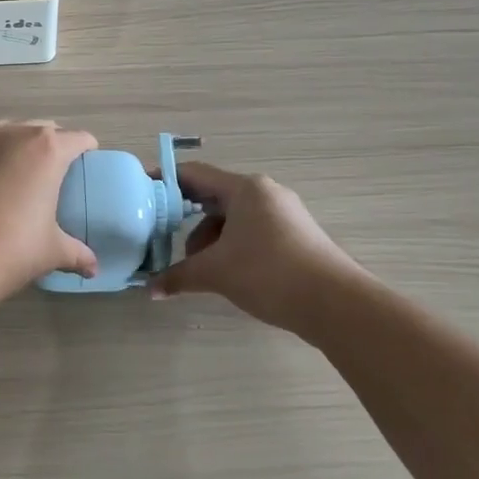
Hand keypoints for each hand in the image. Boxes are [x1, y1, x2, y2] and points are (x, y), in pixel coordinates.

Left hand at [0, 121, 98, 301]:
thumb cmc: (11, 248)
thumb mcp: (52, 252)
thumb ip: (76, 253)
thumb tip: (92, 268)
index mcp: (46, 150)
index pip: (78, 138)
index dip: (86, 150)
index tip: (86, 164)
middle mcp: (11, 134)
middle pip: (40, 129)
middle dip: (49, 146)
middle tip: (51, 175)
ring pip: (3, 135)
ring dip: (13, 150)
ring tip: (12, 179)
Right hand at [149, 161, 371, 328]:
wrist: (335, 304)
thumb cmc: (268, 273)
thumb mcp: (216, 273)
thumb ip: (179, 276)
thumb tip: (150, 290)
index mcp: (245, 189)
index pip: (194, 174)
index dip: (165, 181)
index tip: (142, 191)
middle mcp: (265, 193)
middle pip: (214, 197)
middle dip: (187, 219)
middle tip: (165, 239)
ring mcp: (285, 214)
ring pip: (234, 218)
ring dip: (211, 239)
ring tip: (200, 268)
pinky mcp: (296, 236)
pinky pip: (253, 231)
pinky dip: (233, 246)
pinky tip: (227, 272)